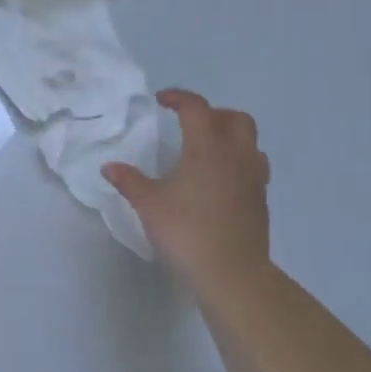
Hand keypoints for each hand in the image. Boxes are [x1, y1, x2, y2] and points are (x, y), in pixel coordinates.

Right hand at [105, 89, 272, 302]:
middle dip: (213, 114)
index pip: (197, 108)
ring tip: (207, 151)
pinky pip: (253, 167)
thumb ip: (129, 181)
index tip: (161, 101)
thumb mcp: (148, 204)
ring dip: (230, 137)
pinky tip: (218, 182)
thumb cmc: (186, 231)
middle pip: (235, 118)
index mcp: (207, 148)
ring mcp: (253, 178)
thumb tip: (110, 167)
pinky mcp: (260, 201)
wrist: (232, 273)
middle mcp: (235, 155)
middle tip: (189, 125)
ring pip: (250, 142)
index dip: (179, 98)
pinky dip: (237, 163)